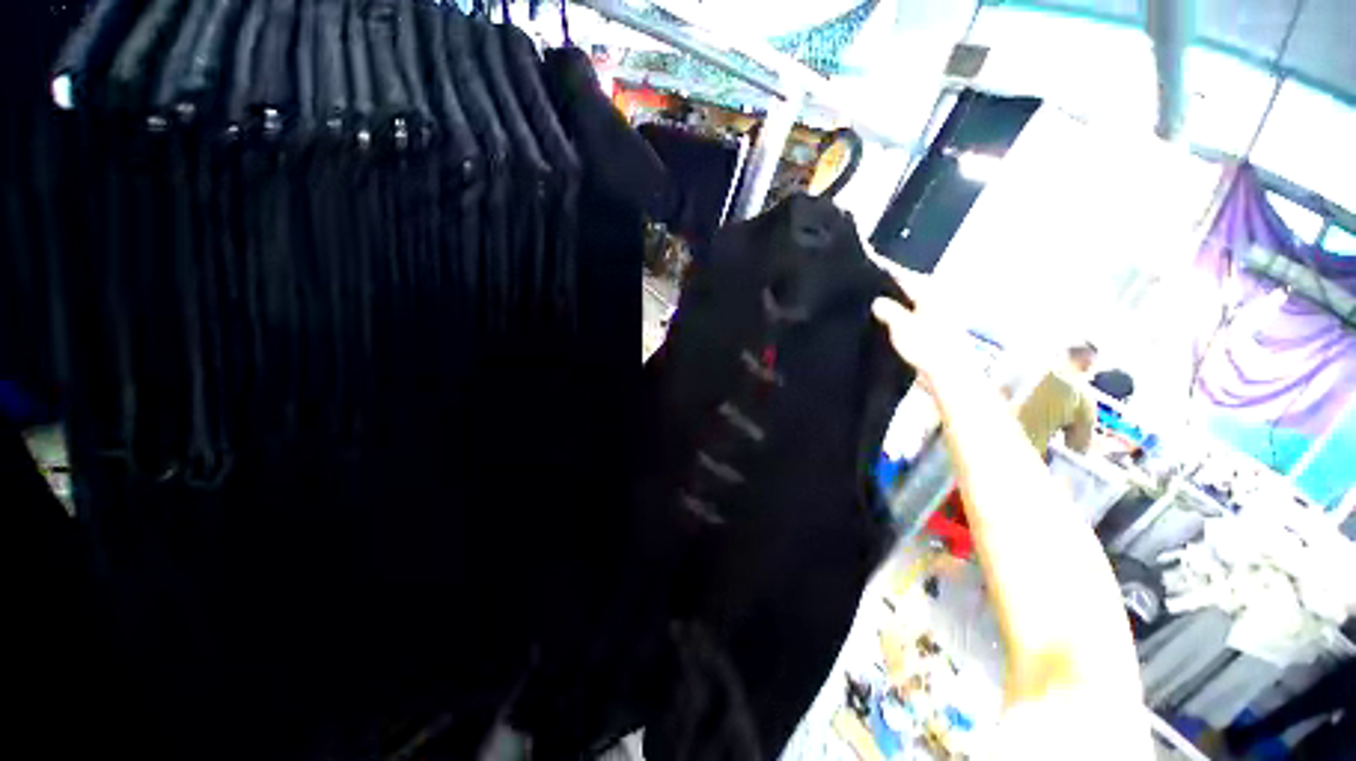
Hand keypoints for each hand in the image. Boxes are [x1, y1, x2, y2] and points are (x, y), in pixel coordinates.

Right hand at [867, 253, 973, 390]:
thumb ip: (888, 310)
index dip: (883, 268)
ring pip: (908, 301)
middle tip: (863, 282)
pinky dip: (898, 314)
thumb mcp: (902, 326)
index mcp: (929, 291)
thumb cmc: (928, 347)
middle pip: (906, 285)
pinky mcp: (932, 329)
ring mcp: (935, 314)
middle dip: (887, 283)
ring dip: (892, 301)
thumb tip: (877, 301)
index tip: (866, 260)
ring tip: (870, 301)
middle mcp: (935, 298)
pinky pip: (910, 315)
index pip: (901, 274)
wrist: (949, 374)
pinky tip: (885, 322)